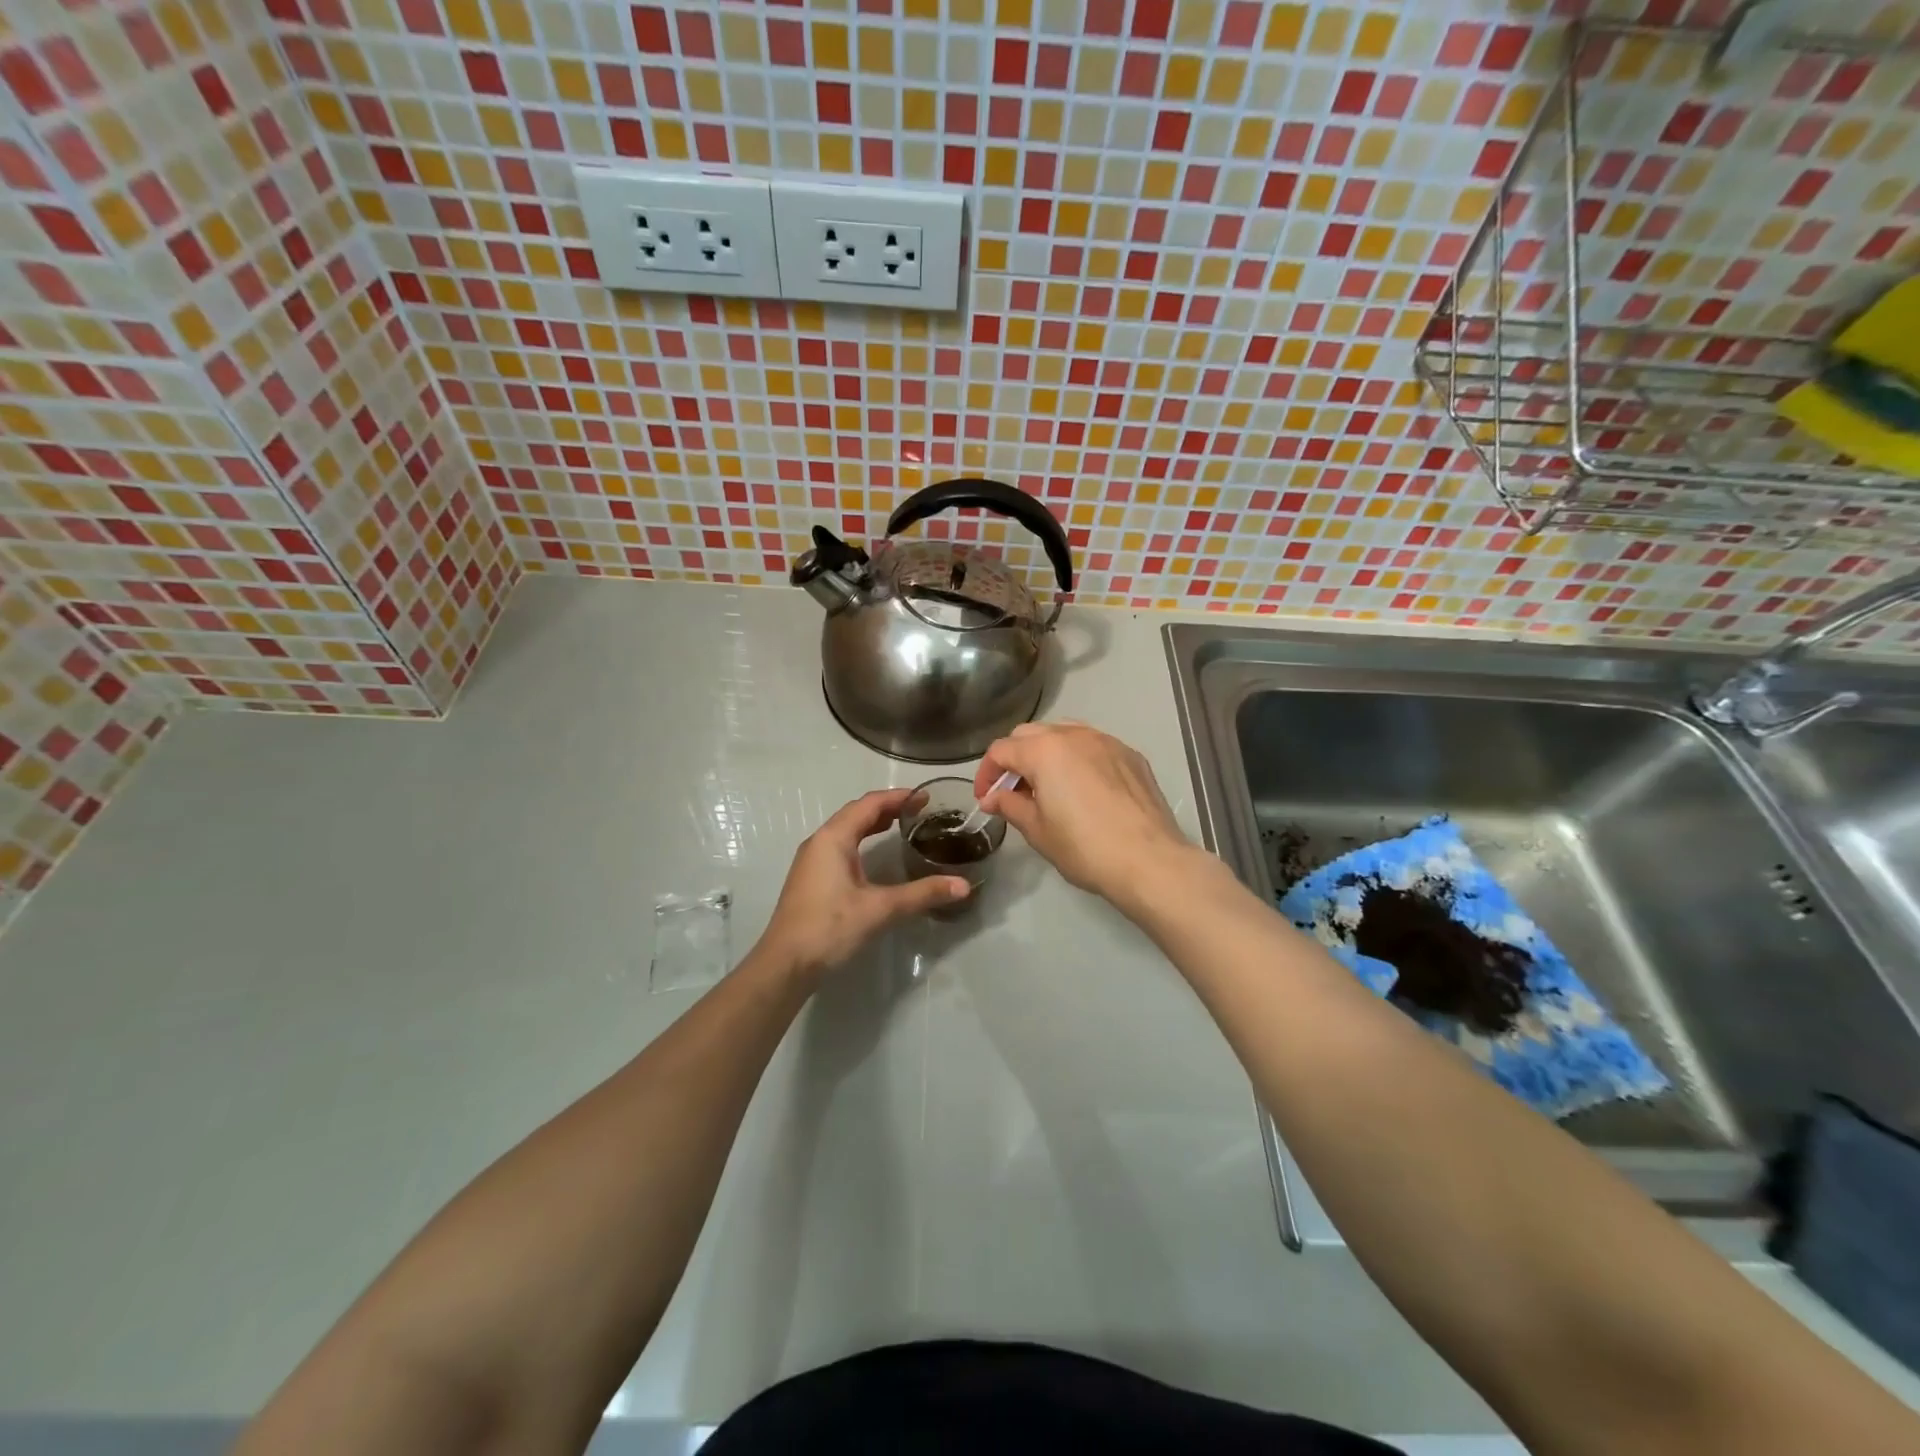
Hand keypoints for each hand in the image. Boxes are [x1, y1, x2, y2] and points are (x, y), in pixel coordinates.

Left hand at [760, 788, 970, 979]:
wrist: (785, 964)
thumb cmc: (830, 928)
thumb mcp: (880, 909)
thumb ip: (922, 894)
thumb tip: (963, 886)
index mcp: (833, 838)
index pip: (869, 804)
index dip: (898, 797)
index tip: (925, 797)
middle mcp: (820, 841)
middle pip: (856, 813)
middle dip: (887, 808)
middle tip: (919, 810)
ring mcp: (812, 860)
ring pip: (846, 830)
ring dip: (872, 823)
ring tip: (902, 825)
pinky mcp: (811, 878)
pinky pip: (839, 846)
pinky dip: (861, 840)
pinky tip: (874, 855)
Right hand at [973, 722, 1196, 905]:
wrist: (1150, 860)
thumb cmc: (1085, 848)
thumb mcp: (1038, 831)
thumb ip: (1011, 806)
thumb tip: (993, 797)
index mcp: (1044, 751)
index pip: (1001, 750)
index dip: (987, 774)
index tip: (986, 799)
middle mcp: (1074, 735)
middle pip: (1030, 734)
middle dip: (1015, 759)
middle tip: (1012, 792)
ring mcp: (1106, 741)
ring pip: (1064, 733)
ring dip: (1046, 753)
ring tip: (1047, 785)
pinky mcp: (1130, 755)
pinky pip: (1093, 745)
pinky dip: (1077, 758)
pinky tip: (1082, 788)